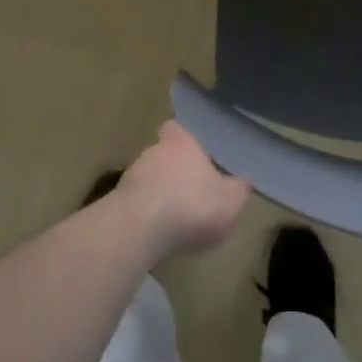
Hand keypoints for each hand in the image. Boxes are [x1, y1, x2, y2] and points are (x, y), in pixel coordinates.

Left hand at [108, 121, 250, 263]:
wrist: (137, 232)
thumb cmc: (190, 205)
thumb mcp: (231, 201)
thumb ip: (240, 189)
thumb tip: (243, 182)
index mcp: (180, 142)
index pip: (177, 128)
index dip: (187, 138)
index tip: (199, 151)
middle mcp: (152, 152)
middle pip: (164, 155)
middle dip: (177, 171)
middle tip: (195, 190)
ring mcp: (130, 178)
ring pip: (150, 181)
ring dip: (162, 194)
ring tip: (179, 217)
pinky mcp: (117, 205)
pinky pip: (139, 205)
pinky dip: (149, 215)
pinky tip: (162, 234)